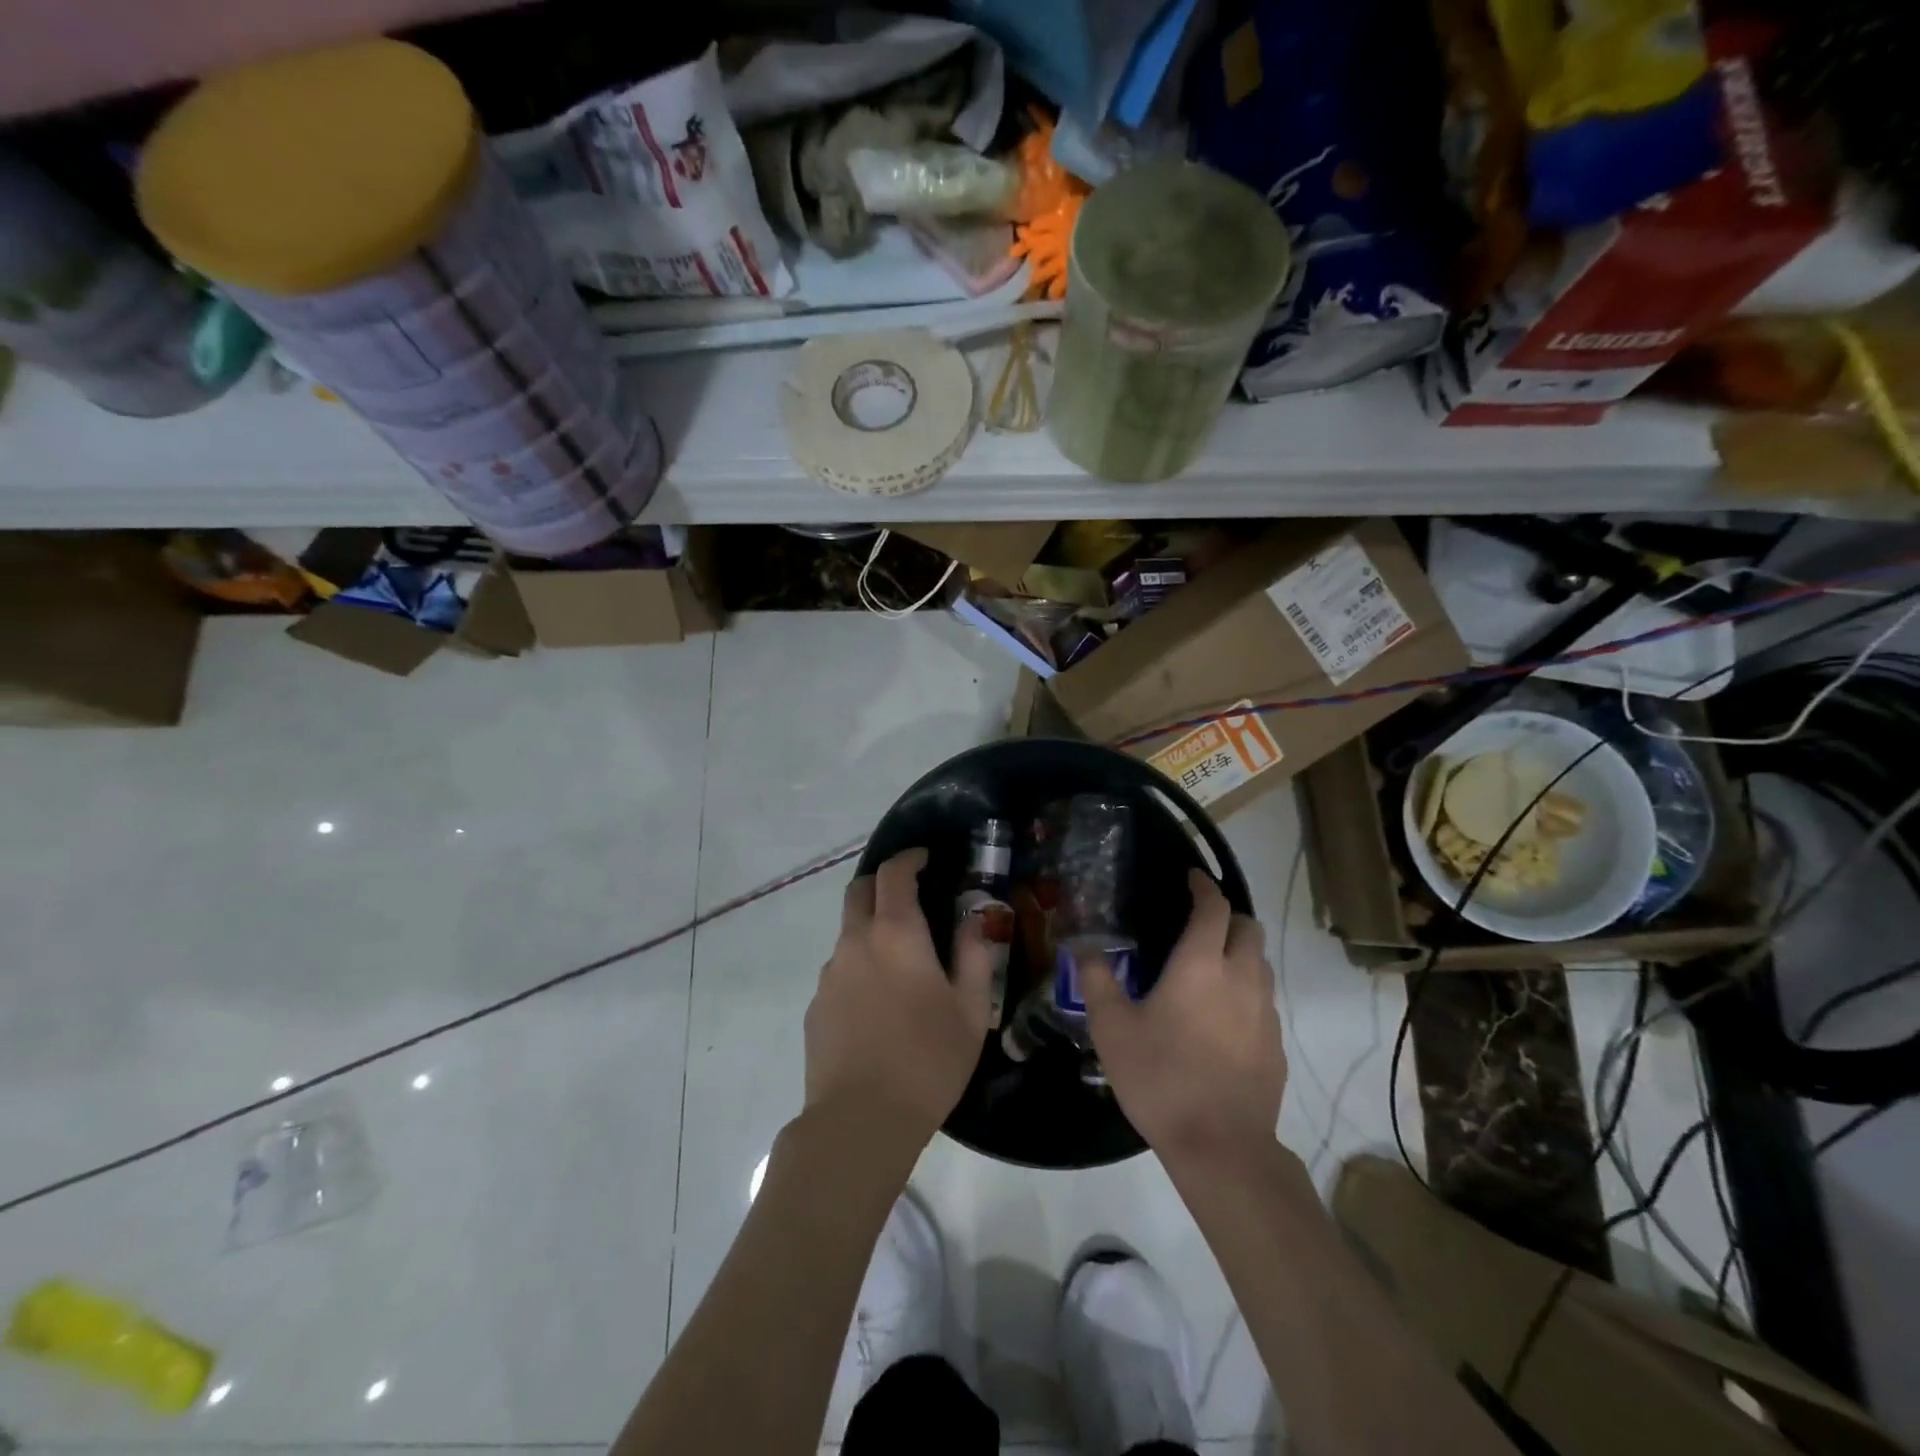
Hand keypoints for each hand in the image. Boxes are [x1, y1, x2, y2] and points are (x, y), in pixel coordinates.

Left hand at [804, 849, 994, 1143]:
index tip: (925, 859)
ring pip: (848, 933)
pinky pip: (840, 971)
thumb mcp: (970, 1009)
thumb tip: (973, 919)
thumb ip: (974, 955)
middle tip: (909, 897)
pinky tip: (879, 1005)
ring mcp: (829, 974)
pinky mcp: (816, 1006)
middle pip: (859, 891)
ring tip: (901, 964)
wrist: (860, 1122)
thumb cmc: (927, 1061)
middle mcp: (855, 942)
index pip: (894, 873)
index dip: (909, 858)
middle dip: (883, 883)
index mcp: (895, 933)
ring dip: (871, 929)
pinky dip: (860, 968)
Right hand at [1082, 870, 1285, 1162]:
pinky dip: (1246, 992)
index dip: (1203, 887)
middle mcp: (1241, 978)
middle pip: (1249, 928)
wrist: (1221, 1147)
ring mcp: (1265, 1012)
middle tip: (1199, 924)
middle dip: (1228, 916)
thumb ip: (1097, 980)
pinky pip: (1264, 1001)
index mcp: (1201, 964)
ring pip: (1261, 964)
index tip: (1191, 878)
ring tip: (1208, 969)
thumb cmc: (1160, 1078)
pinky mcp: (1276, 1045)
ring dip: (1240, 953)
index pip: (1213, 907)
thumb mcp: (1112, 1028)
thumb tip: (1083, 947)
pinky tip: (1220, 1019)